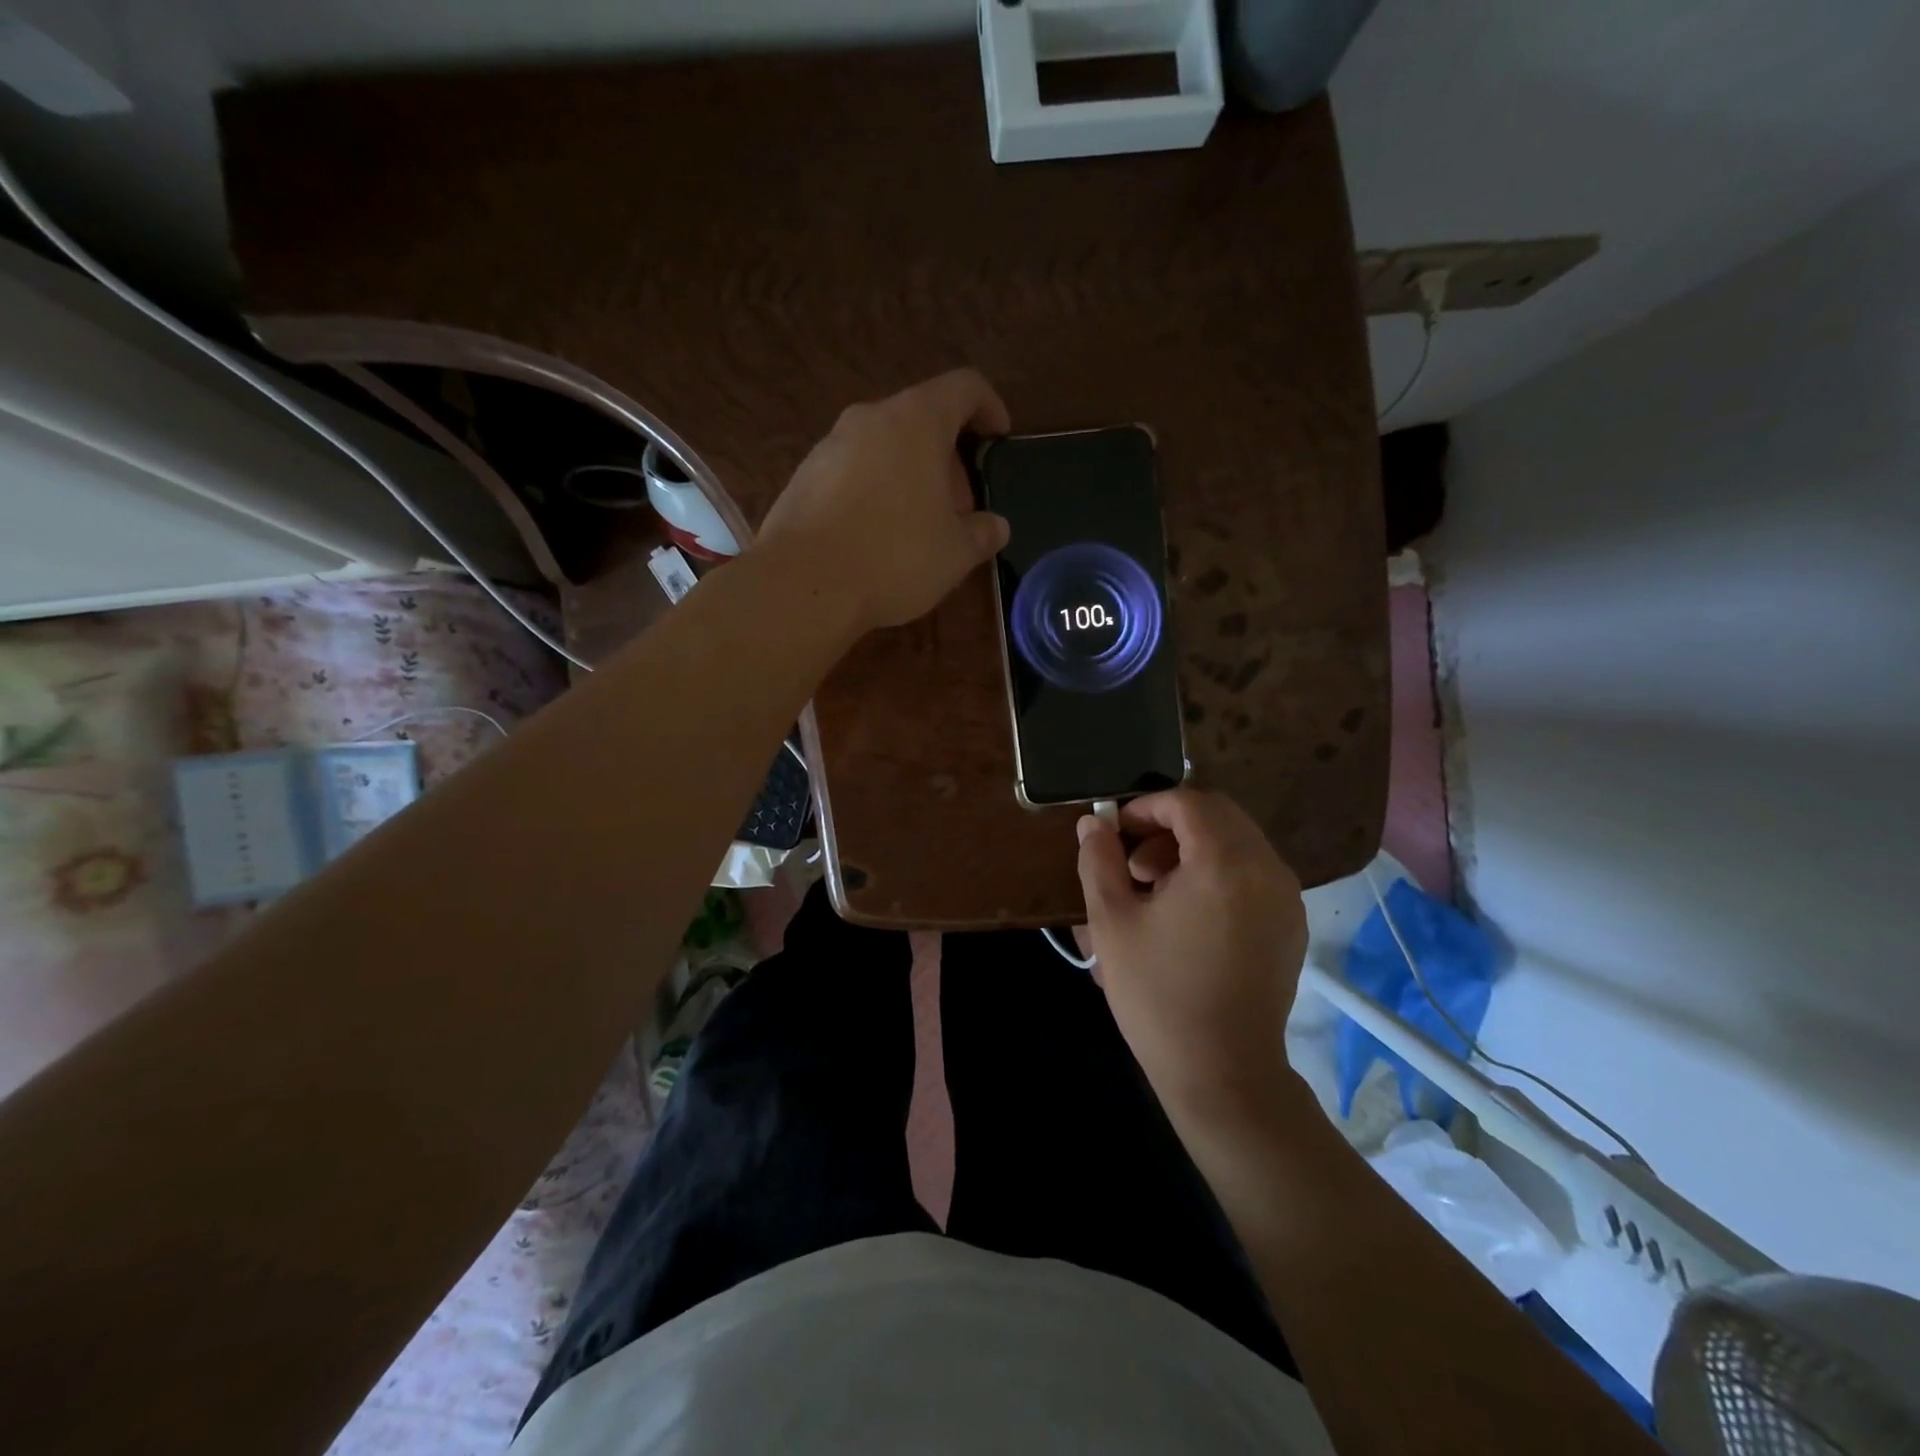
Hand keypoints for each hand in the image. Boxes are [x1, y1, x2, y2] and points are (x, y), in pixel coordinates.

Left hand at [757, 370, 1011, 632]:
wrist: (802, 584)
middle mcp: (870, 418)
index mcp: (916, 420)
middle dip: (949, 458)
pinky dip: (876, 490)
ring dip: (911, 476)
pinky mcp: (804, 476)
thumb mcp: (956, 553)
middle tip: (961, 508)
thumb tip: (995, 526)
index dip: (990, 407)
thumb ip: (983, 533)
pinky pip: (854, 471)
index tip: (999, 440)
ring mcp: (830, 445)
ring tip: (920, 527)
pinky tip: (878, 537)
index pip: (965, 387)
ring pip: (885, 446)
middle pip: (922, 419)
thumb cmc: (893, 557)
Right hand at [1076, 789, 1307, 1123]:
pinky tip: (1189, 914)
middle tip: (1134, 862)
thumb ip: (1099, 860)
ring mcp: (1286, 898)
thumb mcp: (1112, 922)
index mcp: (1224, 863)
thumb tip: (1093, 823)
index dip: (1146, 807)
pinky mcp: (1291, 925)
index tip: (1116, 831)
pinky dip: (1219, 872)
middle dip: (1170, 825)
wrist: (1223, 1073)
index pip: (1188, 802)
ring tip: (1156, 889)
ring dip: (1194, 848)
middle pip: (1219, 815)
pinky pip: (1254, 873)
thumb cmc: (1158, 994)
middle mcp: (1266, 869)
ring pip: (1238, 842)